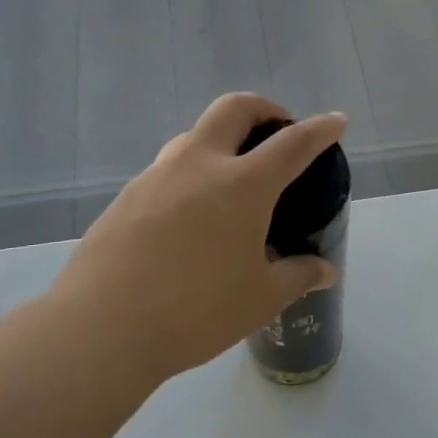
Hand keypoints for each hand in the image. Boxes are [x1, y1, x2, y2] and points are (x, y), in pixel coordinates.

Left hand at [46, 93, 346, 391]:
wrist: (101, 329)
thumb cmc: (195, 311)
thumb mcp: (260, 298)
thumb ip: (297, 276)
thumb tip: (325, 271)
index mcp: (243, 184)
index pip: (293, 143)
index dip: (320, 129)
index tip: (336, 121)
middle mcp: (199, 165)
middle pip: (234, 109)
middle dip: (264, 109)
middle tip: (277, 130)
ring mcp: (156, 177)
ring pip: (195, 136)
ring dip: (222, 141)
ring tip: (232, 179)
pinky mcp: (126, 197)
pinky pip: (167, 170)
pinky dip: (191, 174)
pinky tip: (191, 217)